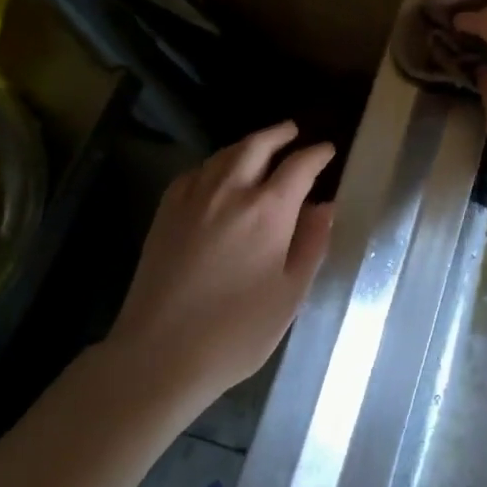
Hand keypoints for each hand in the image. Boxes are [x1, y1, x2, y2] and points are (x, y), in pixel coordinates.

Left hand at [110, 121, 334, 411]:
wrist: (159, 355)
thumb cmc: (237, 331)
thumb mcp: (291, 294)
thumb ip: (312, 243)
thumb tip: (325, 207)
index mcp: (269, 210)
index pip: (300, 166)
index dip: (317, 154)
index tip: (327, 150)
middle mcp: (231, 192)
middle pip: (257, 146)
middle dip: (279, 134)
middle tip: (293, 131)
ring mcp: (193, 200)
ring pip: (224, 155)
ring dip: (247, 144)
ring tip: (260, 146)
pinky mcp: (165, 214)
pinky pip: (194, 173)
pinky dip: (213, 164)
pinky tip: (216, 174)